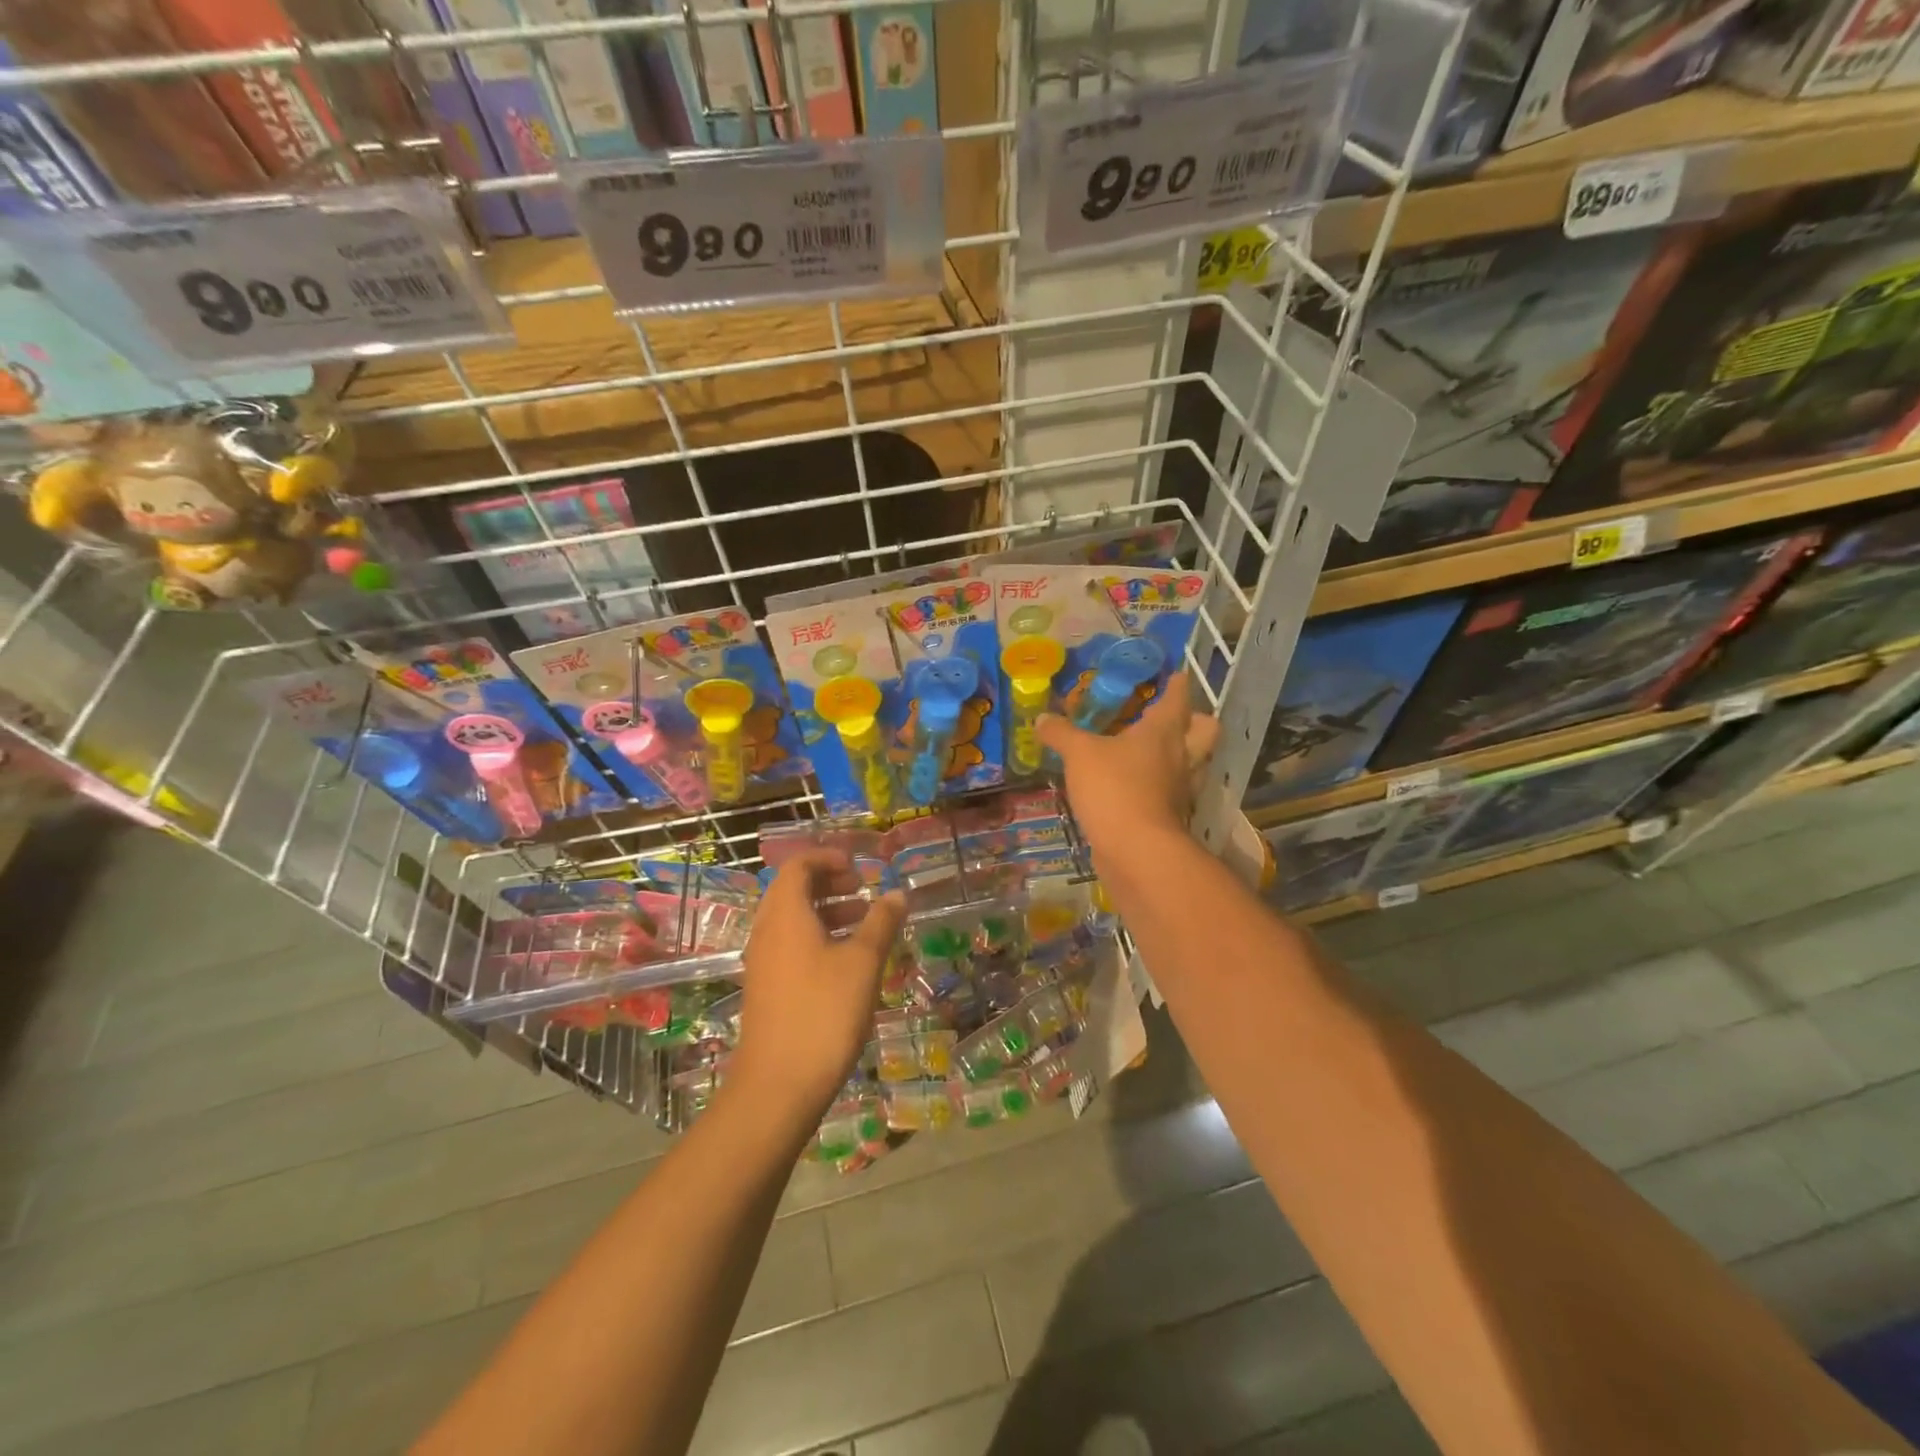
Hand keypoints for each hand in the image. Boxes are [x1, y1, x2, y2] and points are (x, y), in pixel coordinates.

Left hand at [730, 849, 905, 1128]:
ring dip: (827, 912)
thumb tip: (897, 894)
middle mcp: (767, 931)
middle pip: (793, 891)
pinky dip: (817, 938)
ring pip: (793, 920)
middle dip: (830, 884)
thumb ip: (881, 922)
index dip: (828, 858)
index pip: (798, 865)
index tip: (860, 868)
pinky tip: (847, 962)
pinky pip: (790, 946)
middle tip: (864, 892)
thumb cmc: (824, 1012)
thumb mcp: (863, 963)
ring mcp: (763, 962)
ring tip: (864, 924)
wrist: (778, 1086)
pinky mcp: (766, 989)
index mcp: (785, 914)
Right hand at [1037, 671, 1217, 863]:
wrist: (1136, 851)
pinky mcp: (1172, 817)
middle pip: (1206, 730)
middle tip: (1169, 718)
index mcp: (1164, 731)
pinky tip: (1139, 788)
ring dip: (1181, 755)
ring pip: (1194, 763)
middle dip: (1194, 720)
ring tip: (1154, 753)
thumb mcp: (1078, 754)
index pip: (1178, 697)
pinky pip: (1173, 792)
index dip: (1177, 684)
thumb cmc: (1114, 788)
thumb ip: (1061, 733)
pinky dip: (1162, 787)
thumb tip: (1042, 718)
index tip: (1175, 675)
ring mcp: (1181, 789)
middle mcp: (1181, 756)